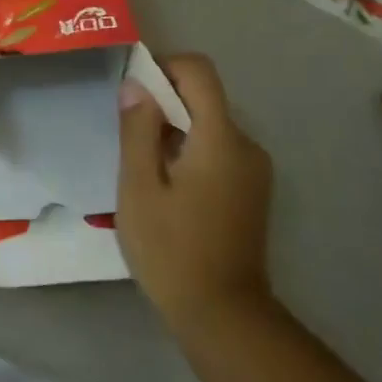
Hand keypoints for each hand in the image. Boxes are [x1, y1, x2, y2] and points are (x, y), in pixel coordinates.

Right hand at [116, 53, 274, 331]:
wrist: (224, 316)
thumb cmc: (172, 249)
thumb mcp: (140, 187)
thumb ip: (138, 130)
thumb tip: (136, 85)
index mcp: (221, 139)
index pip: (199, 72)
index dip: (164, 66)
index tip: (133, 87)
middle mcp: (246, 146)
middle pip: (205, 99)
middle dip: (164, 102)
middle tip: (127, 132)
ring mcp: (254, 170)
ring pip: (209, 127)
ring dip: (175, 130)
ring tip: (141, 166)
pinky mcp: (252, 191)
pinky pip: (218, 151)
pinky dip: (190, 152)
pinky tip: (166, 188)